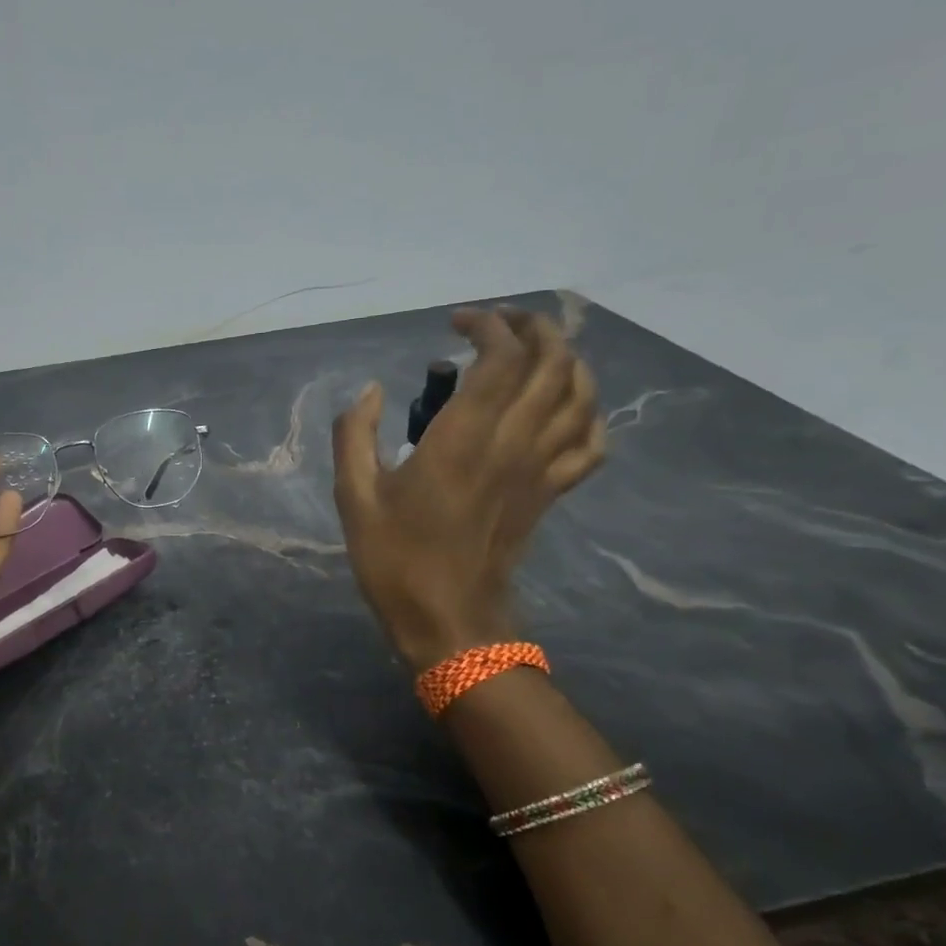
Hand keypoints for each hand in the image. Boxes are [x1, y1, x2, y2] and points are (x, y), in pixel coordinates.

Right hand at [332, 308, 606, 671]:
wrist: (448, 622)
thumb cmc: (395, 560)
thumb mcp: (354, 496)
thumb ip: (354, 434)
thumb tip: (369, 391)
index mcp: (463, 439)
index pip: (501, 358)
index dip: (487, 326)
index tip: (456, 323)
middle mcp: (512, 443)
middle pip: (552, 363)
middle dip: (533, 328)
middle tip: (499, 323)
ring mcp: (540, 469)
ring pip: (580, 395)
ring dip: (565, 359)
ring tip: (534, 351)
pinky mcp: (550, 494)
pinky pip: (591, 443)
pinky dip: (588, 414)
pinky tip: (565, 407)